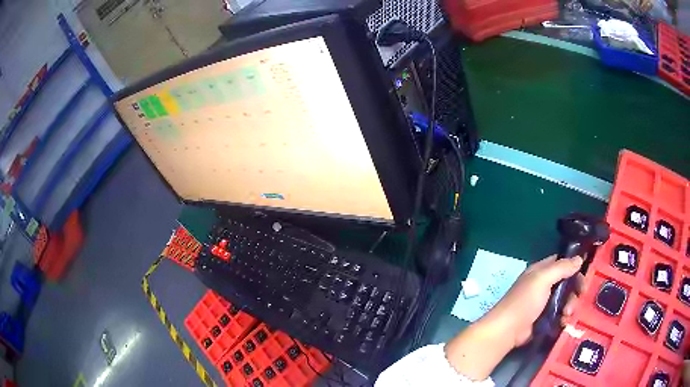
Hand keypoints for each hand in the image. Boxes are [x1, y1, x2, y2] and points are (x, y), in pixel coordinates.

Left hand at [488, 255, 586, 346]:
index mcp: (540, 272)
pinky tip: (563, 322)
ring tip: (566, 314)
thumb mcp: (542, 279)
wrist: (507, 331)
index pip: (562, 263)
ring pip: (566, 300)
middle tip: (579, 296)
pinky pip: (561, 315)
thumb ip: (561, 268)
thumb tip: (579, 258)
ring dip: (570, 306)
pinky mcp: (545, 320)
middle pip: (567, 283)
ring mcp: (544, 304)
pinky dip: (564, 318)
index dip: (575, 266)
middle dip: (575, 290)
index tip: (585, 274)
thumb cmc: (524, 302)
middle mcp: (543, 285)